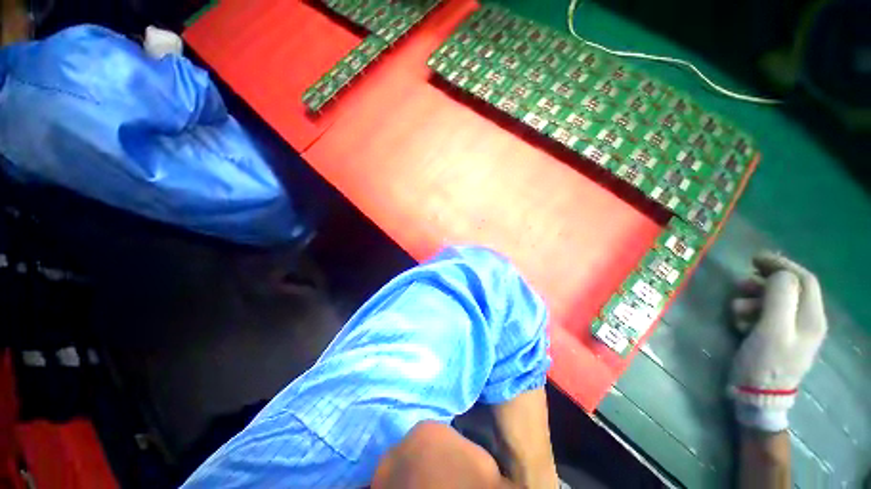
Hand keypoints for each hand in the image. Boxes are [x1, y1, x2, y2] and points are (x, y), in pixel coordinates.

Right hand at [728, 252, 827, 431]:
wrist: (758, 397)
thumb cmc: (765, 362)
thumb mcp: (772, 328)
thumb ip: (780, 297)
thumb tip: (777, 273)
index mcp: (812, 317)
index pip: (803, 279)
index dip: (780, 265)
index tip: (753, 259)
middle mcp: (808, 321)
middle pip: (790, 289)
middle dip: (763, 282)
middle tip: (739, 284)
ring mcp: (794, 332)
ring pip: (776, 302)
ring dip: (754, 299)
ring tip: (736, 308)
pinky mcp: (778, 339)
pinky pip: (768, 316)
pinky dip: (752, 313)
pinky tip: (740, 322)